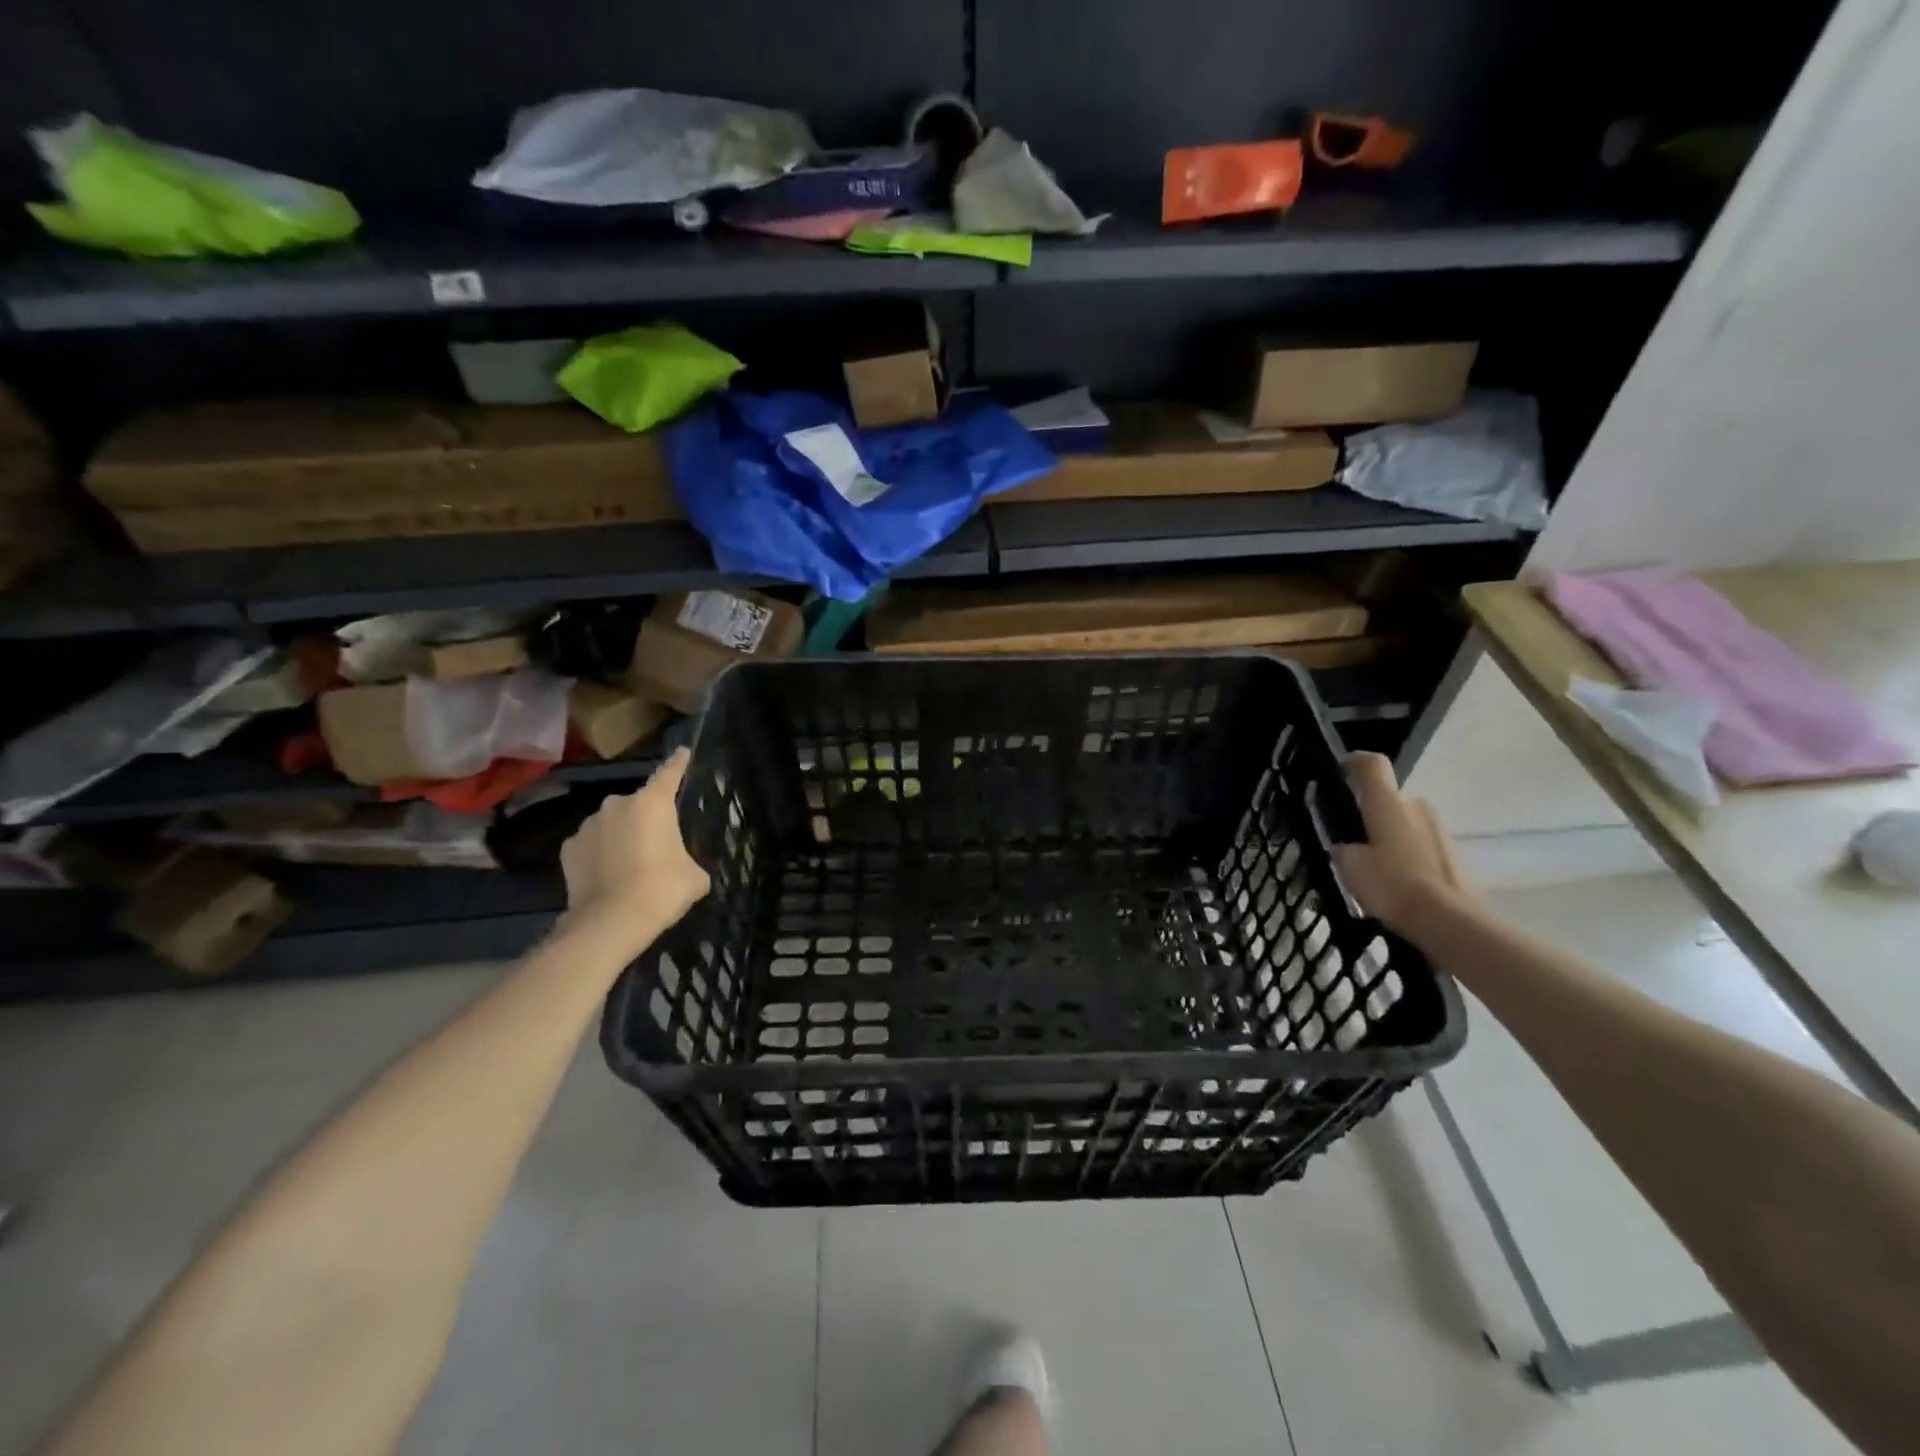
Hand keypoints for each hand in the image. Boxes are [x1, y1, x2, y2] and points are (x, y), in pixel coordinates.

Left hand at [560, 748, 710, 942]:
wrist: (610, 922)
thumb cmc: (662, 889)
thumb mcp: (694, 877)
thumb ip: (691, 861)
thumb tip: (687, 868)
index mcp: (653, 803)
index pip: (670, 773)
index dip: (679, 762)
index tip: (682, 752)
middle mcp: (618, 804)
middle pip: (638, 803)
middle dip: (648, 817)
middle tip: (658, 842)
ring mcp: (588, 825)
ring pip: (612, 824)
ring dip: (622, 835)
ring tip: (631, 862)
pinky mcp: (569, 849)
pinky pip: (591, 844)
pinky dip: (600, 853)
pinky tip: (608, 873)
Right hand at [1329, 752, 1474, 933]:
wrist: (1447, 920)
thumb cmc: (1390, 884)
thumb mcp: (1349, 867)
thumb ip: (1345, 850)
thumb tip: (1348, 849)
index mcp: (1387, 804)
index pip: (1373, 766)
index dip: (1356, 761)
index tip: (1343, 768)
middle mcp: (1417, 807)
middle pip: (1391, 801)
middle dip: (1374, 815)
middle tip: (1356, 840)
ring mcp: (1441, 831)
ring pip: (1409, 825)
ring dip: (1394, 838)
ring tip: (1378, 869)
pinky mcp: (1457, 856)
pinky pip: (1425, 848)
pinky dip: (1412, 859)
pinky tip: (1400, 886)